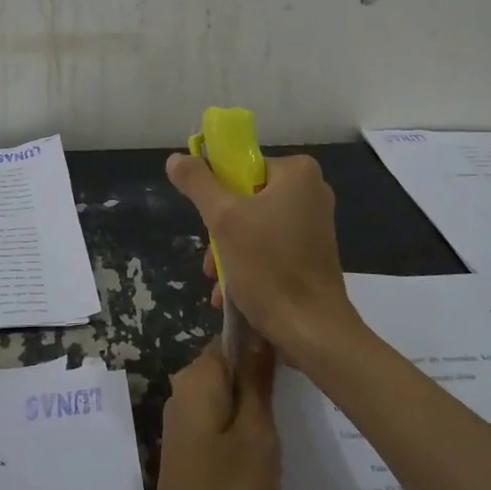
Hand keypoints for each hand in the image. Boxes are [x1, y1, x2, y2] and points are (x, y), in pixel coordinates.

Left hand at [62, 338, 278, 489]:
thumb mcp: (257, 436)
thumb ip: (257, 380)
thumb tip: (260, 332)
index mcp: (196, 379)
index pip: (231, 337)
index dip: (264, 341)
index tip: (299, 358)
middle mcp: (183, 393)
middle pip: (229, 365)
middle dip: (263, 375)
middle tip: (303, 395)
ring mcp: (184, 424)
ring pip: (228, 395)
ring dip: (257, 405)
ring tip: (293, 420)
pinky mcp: (190, 452)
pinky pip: (222, 421)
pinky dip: (245, 428)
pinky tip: (269, 449)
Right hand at [165, 152, 366, 368]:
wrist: (312, 330)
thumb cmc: (268, 267)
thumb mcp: (223, 219)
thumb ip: (198, 183)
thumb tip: (176, 159)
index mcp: (297, 172)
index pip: (241, 165)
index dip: (216, 190)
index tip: (207, 219)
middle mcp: (311, 191)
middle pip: (245, 197)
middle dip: (220, 231)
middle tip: (211, 260)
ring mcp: (314, 224)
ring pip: (254, 226)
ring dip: (229, 253)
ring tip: (218, 284)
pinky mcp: (312, 254)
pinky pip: (270, 247)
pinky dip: (249, 265)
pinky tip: (232, 294)